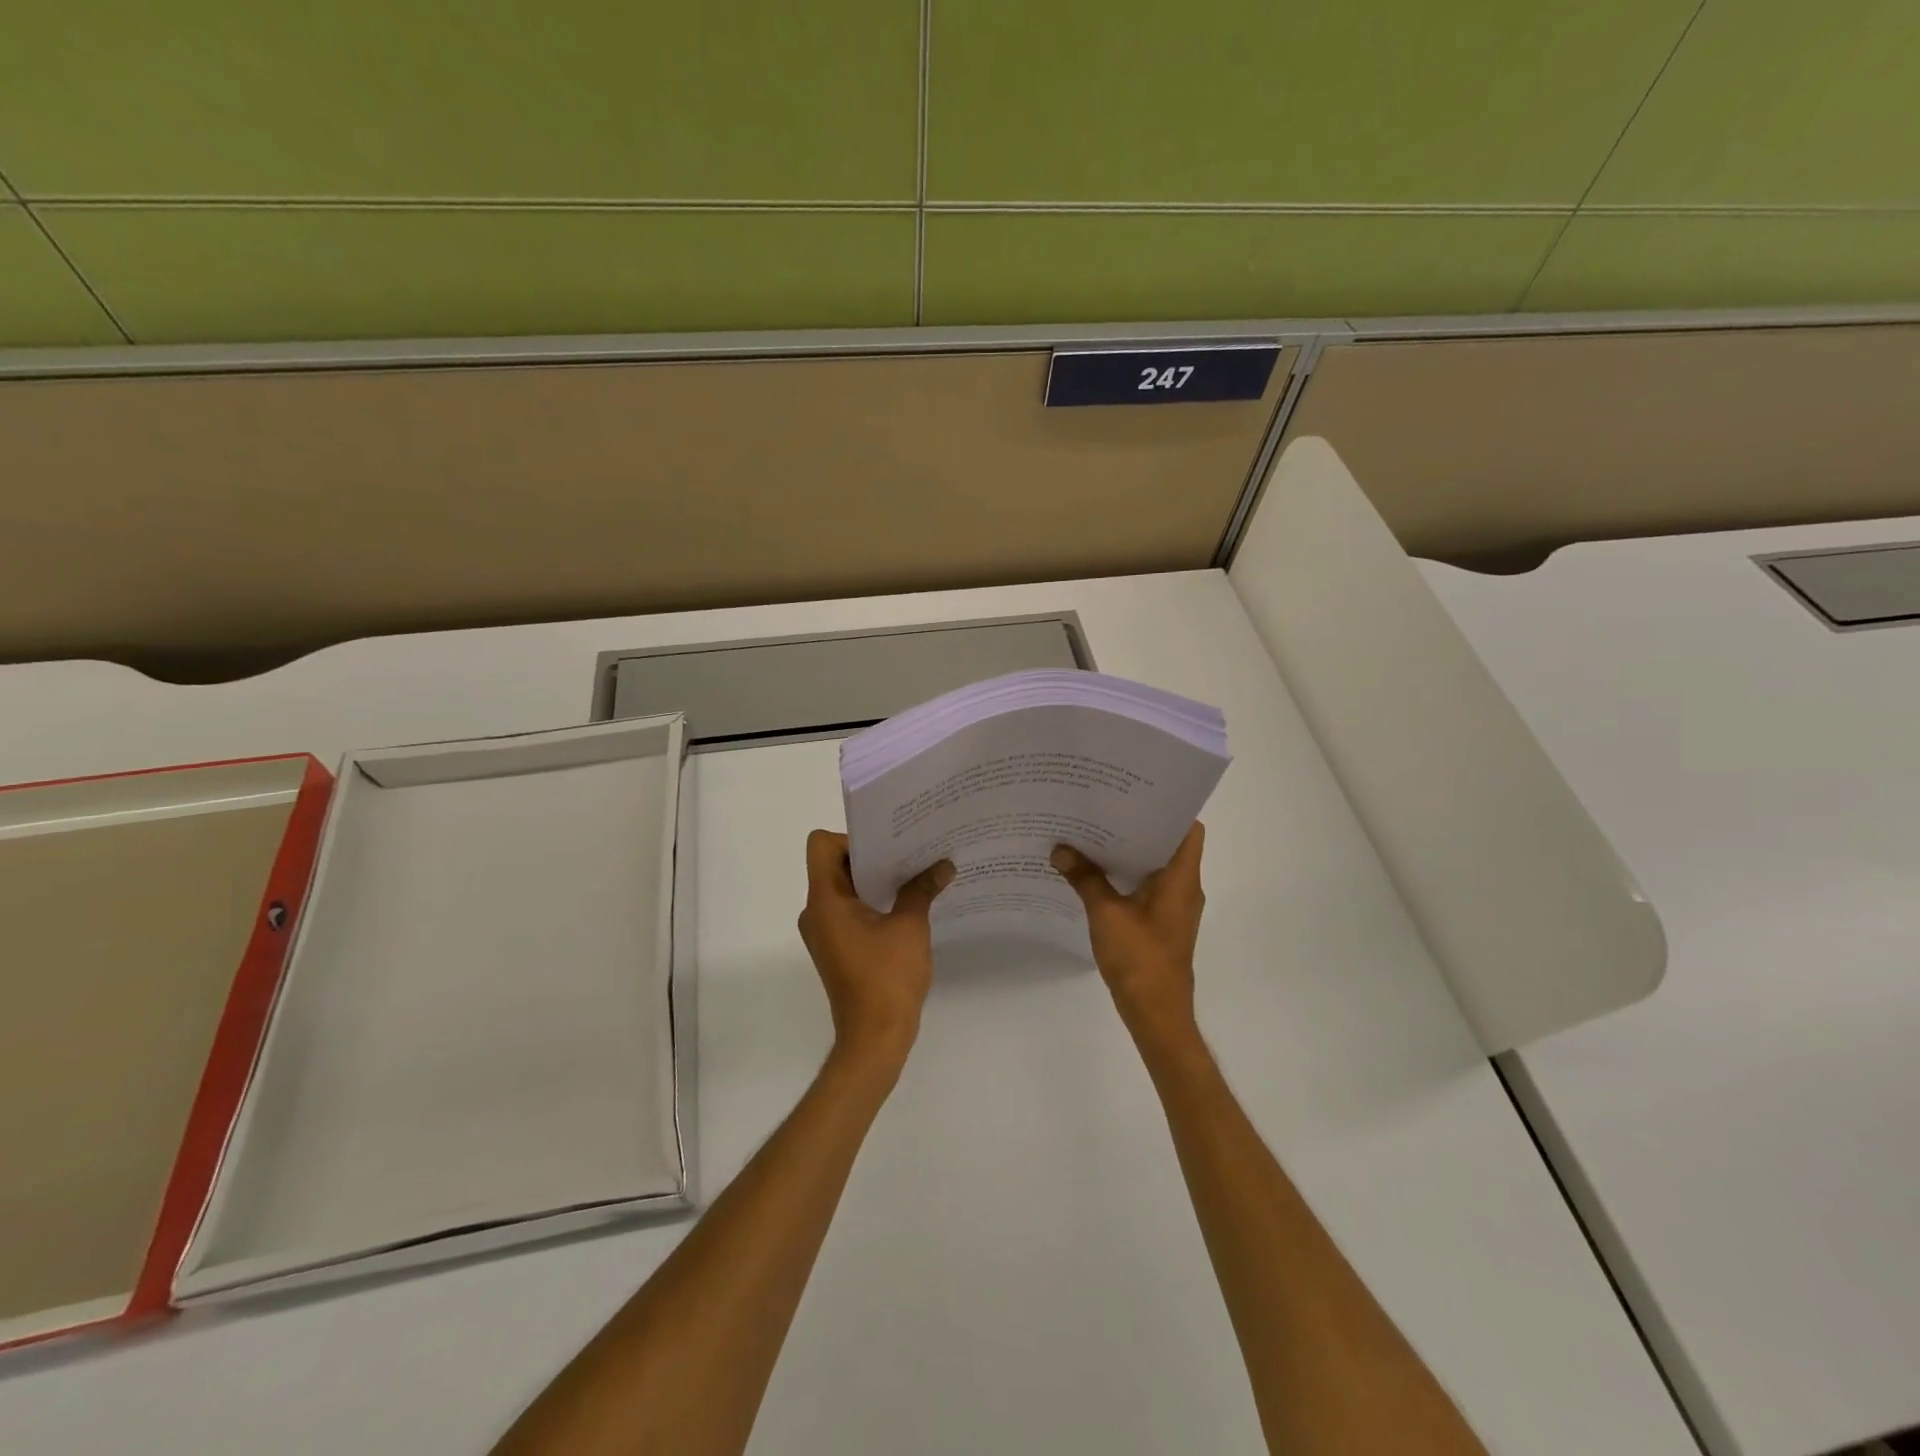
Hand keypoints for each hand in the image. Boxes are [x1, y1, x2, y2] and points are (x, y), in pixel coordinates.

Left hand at [797, 830, 954, 1077]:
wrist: (875, 1039)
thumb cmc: (887, 978)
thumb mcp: (910, 927)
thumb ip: (922, 889)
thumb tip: (945, 865)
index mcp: (825, 901)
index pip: (822, 845)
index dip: (852, 838)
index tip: (887, 846)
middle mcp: (816, 912)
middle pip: (834, 864)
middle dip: (872, 856)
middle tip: (909, 851)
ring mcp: (824, 932)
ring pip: (844, 888)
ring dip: (875, 880)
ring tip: (913, 874)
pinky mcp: (837, 947)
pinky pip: (850, 910)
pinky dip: (873, 901)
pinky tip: (906, 904)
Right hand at [1051, 822, 1205, 1044]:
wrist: (1156, 1013)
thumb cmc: (1140, 959)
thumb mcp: (1106, 914)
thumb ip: (1084, 878)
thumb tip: (1060, 850)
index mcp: (1182, 878)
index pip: (1188, 829)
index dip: (1167, 807)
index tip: (1136, 792)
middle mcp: (1184, 887)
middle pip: (1168, 844)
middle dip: (1137, 825)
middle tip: (1103, 806)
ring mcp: (1174, 907)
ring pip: (1155, 866)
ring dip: (1130, 851)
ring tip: (1094, 832)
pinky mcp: (1162, 923)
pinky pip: (1147, 886)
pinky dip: (1126, 875)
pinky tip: (1095, 871)